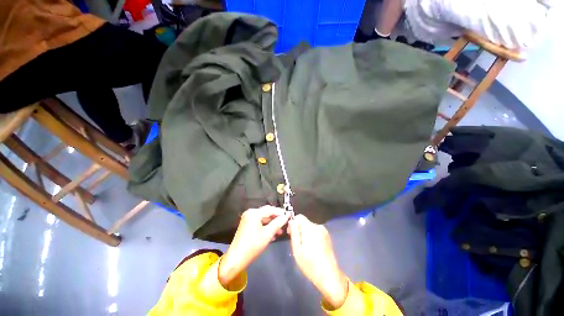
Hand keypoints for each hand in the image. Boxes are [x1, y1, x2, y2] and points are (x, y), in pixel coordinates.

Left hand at [218, 206, 289, 286]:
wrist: (236, 259)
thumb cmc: (252, 246)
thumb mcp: (267, 234)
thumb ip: (278, 223)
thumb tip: (286, 216)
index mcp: (254, 213)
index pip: (270, 209)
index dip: (280, 212)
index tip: (289, 216)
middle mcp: (250, 213)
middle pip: (267, 213)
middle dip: (276, 219)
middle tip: (286, 224)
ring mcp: (248, 219)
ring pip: (264, 219)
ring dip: (272, 224)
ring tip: (280, 232)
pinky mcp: (247, 225)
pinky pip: (259, 223)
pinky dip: (266, 227)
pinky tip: (272, 235)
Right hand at [288, 215, 348, 308]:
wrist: (329, 276)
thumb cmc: (310, 263)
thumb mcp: (297, 248)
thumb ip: (294, 232)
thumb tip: (291, 221)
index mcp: (310, 227)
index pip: (299, 216)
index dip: (293, 223)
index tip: (290, 233)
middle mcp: (318, 226)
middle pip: (305, 222)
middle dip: (299, 229)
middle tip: (296, 243)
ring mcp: (324, 231)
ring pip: (310, 227)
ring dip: (305, 233)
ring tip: (304, 247)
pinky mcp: (327, 237)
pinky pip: (316, 232)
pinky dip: (311, 236)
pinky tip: (312, 248)